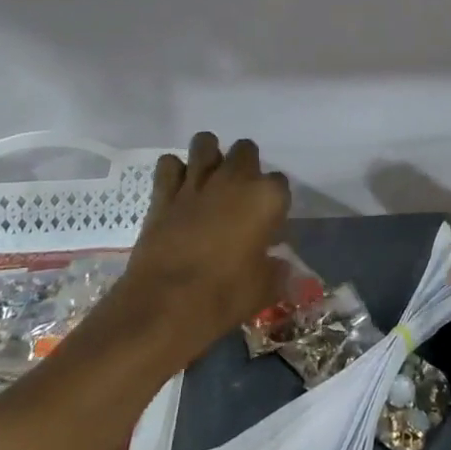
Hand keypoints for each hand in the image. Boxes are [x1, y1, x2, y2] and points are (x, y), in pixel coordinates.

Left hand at [117, 133, 290, 361]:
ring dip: (210, 156)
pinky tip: (179, 188)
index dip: (275, 200)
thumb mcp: (264, 289)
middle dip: (246, 165)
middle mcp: (234, 179)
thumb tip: (286, 269)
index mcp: (266, 198)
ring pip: (205, 143)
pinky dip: (174, 171)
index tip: (269, 220)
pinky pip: (169, 165)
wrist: (164, 306)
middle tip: (240, 194)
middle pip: (245, 150)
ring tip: (210, 179)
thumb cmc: (224, 296)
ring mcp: (197, 183)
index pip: (280, 182)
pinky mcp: (164, 194)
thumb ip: (278, 272)